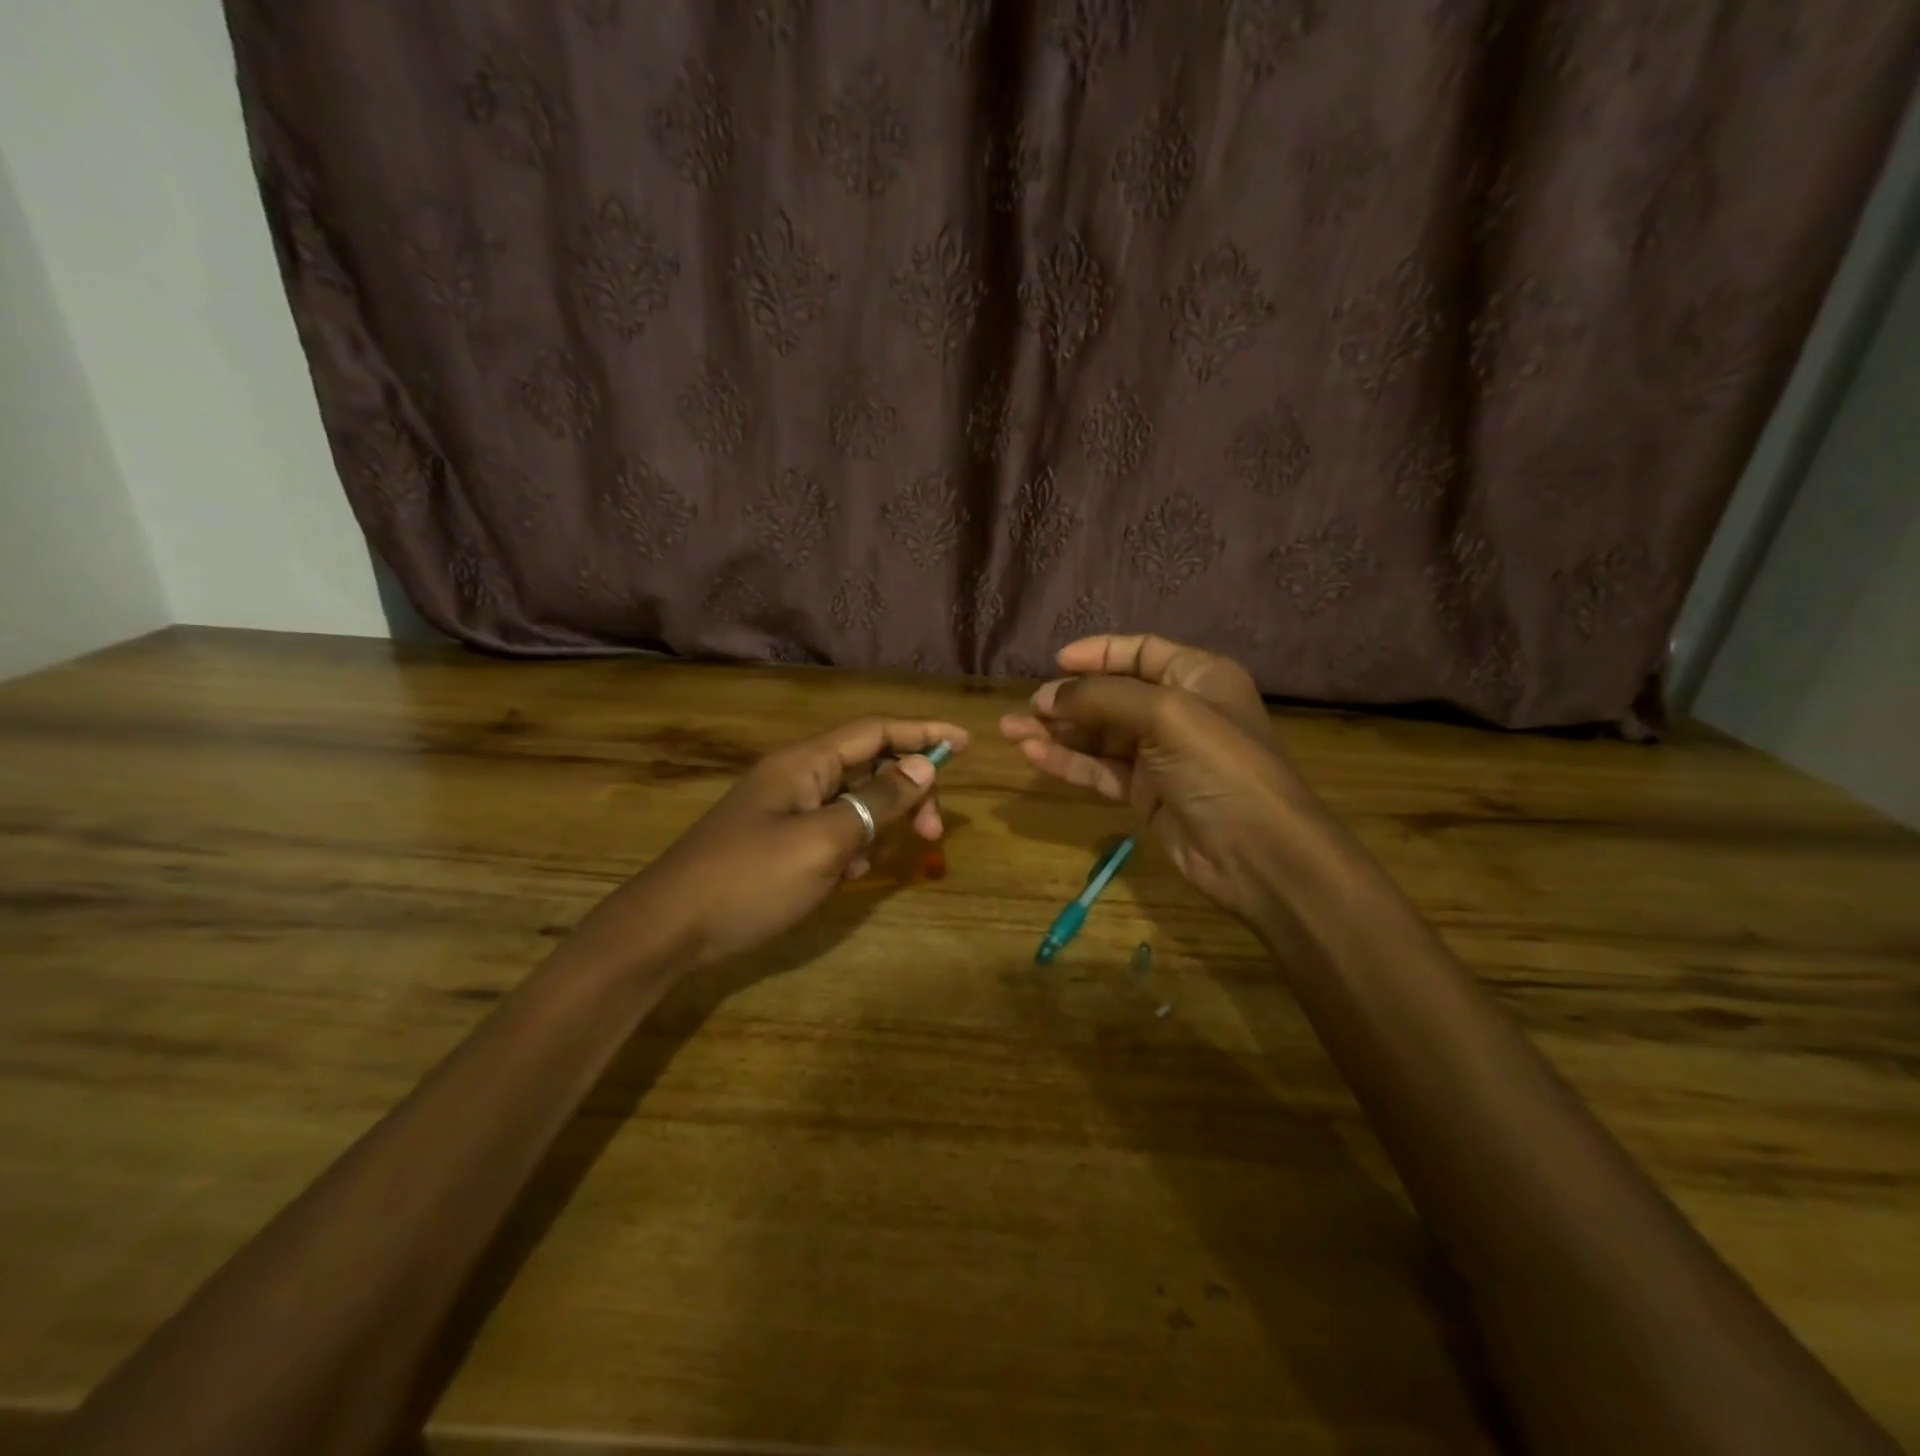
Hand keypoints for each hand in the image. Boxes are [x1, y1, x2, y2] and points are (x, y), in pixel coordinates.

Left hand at [617, 716, 968, 967]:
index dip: (922, 732)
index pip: (876, 731)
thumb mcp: (824, 841)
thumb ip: (877, 802)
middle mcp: (796, 776)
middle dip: (907, 791)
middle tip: (934, 832)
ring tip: (873, 863)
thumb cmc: (750, 879)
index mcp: (805, 763)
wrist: (668, 929)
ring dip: (878, 823)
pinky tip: (845, 876)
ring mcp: (784, 809)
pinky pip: (831, 829)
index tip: (965, 743)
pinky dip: (850, 846)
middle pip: (869, 765)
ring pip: (852, 801)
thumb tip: (924, 767)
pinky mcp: (778, 840)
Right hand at [1000, 634, 1328, 918]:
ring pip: (1098, 735)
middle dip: (1067, 698)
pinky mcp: (1144, 793)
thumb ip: (1102, 698)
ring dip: (1056, 732)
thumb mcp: (1165, 715)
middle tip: (1026, 707)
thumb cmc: (1219, 766)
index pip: (1140, 652)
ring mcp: (1159, 755)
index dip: (1097, 654)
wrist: (1258, 854)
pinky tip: (1032, 755)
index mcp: (1197, 676)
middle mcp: (1178, 710)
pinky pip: (1098, 769)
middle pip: (1112, 694)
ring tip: (1010, 731)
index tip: (1055, 662)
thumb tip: (1047, 696)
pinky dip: (1067, 761)